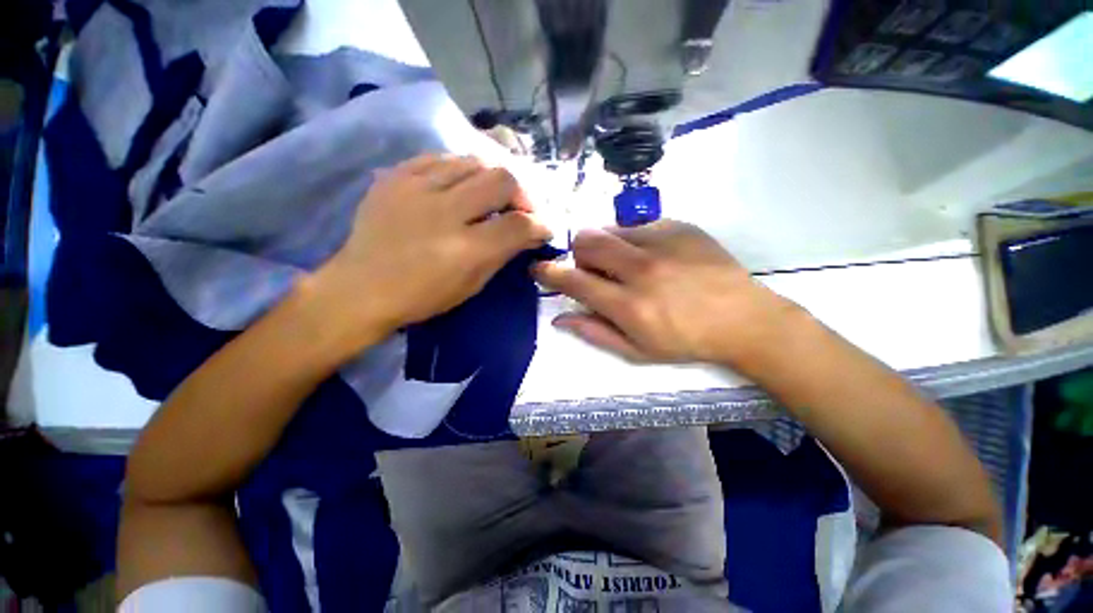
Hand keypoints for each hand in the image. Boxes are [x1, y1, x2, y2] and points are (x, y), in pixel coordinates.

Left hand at [311, 154, 551, 344]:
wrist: (361, 287)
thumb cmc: (423, 297)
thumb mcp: (472, 285)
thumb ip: (503, 254)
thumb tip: (529, 233)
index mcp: (465, 250)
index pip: (519, 224)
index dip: (540, 223)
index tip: (544, 226)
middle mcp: (444, 212)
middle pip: (502, 179)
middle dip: (521, 193)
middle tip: (519, 208)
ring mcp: (415, 188)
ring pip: (473, 160)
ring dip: (491, 178)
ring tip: (489, 195)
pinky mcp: (395, 177)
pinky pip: (439, 157)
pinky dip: (459, 169)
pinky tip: (459, 184)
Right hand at [533, 220, 800, 368]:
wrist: (743, 319)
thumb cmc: (686, 342)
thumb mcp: (637, 351)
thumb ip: (594, 333)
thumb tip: (559, 318)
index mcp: (629, 306)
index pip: (574, 281)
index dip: (549, 273)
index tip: (539, 268)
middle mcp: (641, 269)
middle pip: (587, 242)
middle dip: (579, 254)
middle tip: (593, 270)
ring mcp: (662, 242)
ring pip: (609, 229)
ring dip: (606, 246)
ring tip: (625, 263)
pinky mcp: (679, 226)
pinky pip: (637, 225)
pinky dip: (632, 239)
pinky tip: (651, 255)